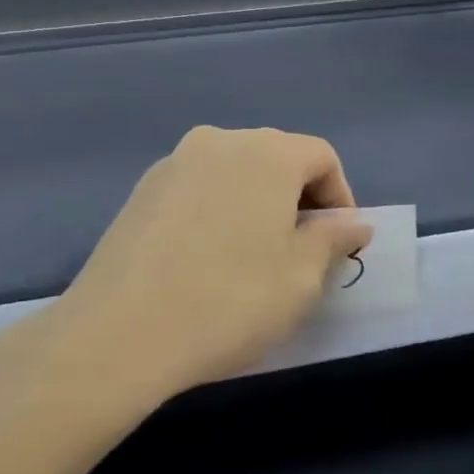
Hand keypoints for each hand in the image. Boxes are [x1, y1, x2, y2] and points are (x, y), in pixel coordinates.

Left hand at [8, 127, 370, 409]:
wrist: (121, 332)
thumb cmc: (229, 302)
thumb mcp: (301, 279)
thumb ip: (332, 239)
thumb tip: (352, 222)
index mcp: (265, 152)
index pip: (320, 156)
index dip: (340, 197)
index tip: (338, 245)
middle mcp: (218, 141)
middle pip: (275, 158)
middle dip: (297, 200)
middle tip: (299, 255)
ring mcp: (173, 163)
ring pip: (233, 173)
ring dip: (254, 205)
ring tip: (251, 260)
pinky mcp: (141, 190)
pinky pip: (197, 189)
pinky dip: (216, 212)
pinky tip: (206, 260)